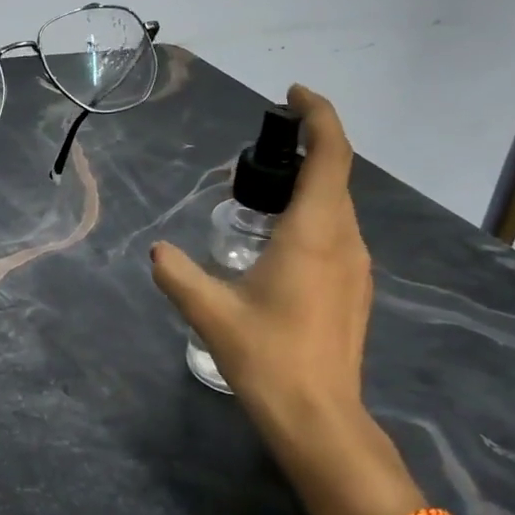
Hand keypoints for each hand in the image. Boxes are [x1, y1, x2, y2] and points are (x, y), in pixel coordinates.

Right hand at [150, 86, 409, 514]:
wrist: (320, 418)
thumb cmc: (268, 358)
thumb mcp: (210, 312)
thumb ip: (177, 274)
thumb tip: (157, 250)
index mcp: (315, 233)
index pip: (331, 156)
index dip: (319, 116)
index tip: (293, 96)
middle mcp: (345, 240)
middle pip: (337, 175)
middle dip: (308, 147)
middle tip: (263, 147)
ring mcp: (357, 266)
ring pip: (340, 205)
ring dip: (312, 183)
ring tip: (267, 189)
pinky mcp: (356, 289)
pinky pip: (339, 232)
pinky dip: (316, 214)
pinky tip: (281, 240)